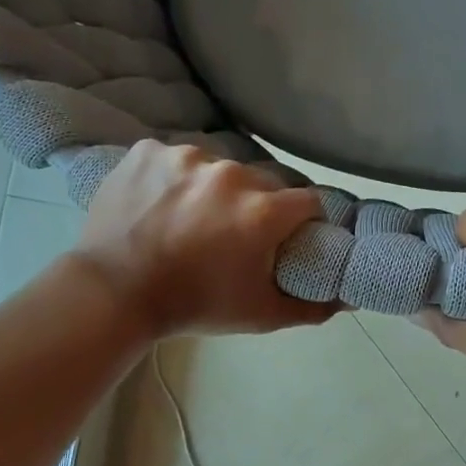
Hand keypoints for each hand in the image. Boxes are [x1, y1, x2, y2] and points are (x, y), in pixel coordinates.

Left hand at [73, 141, 334, 338]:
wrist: (113, 293)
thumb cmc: (194, 306)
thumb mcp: (260, 315)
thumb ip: (313, 307)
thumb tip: (351, 298)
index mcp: (262, 210)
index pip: (308, 201)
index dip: (302, 220)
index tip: (287, 236)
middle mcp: (231, 173)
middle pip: (262, 182)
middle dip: (256, 206)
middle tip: (232, 235)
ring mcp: (186, 157)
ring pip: (218, 167)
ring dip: (213, 190)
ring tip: (190, 220)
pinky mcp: (149, 150)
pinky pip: (175, 159)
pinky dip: (174, 178)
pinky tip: (161, 204)